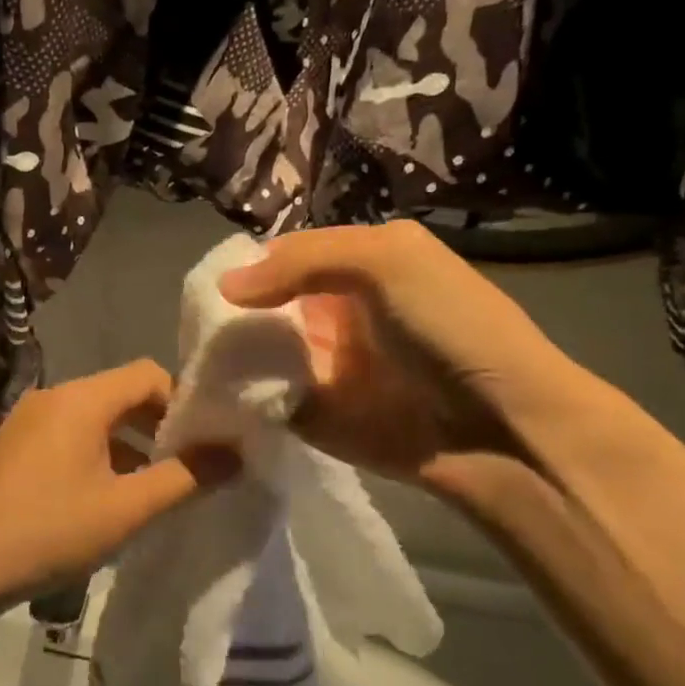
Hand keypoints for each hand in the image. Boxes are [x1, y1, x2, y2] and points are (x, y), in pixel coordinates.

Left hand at [0, 360, 236, 610]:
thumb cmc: (48, 532)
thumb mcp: (127, 509)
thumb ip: (185, 477)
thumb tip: (235, 453)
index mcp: (81, 399)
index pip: (148, 373)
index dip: (183, 401)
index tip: (205, 442)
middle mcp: (53, 398)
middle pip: (121, 393)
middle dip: (159, 426)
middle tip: (186, 467)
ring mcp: (27, 422)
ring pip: (94, 418)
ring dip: (129, 445)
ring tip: (152, 489)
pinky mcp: (13, 448)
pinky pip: (69, 437)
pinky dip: (98, 456)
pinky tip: (106, 499)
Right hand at [219, 221, 582, 495]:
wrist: (498, 429)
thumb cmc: (449, 327)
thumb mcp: (386, 262)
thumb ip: (303, 261)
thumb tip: (224, 286)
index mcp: (357, 265)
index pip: (284, 256)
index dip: (248, 266)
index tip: (206, 284)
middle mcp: (334, 310)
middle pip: (263, 303)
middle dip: (229, 310)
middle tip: (186, 322)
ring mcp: (321, 364)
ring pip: (257, 349)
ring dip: (226, 351)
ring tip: (185, 354)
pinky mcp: (311, 413)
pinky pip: (263, 395)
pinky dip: (236, 392)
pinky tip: (204, 390)